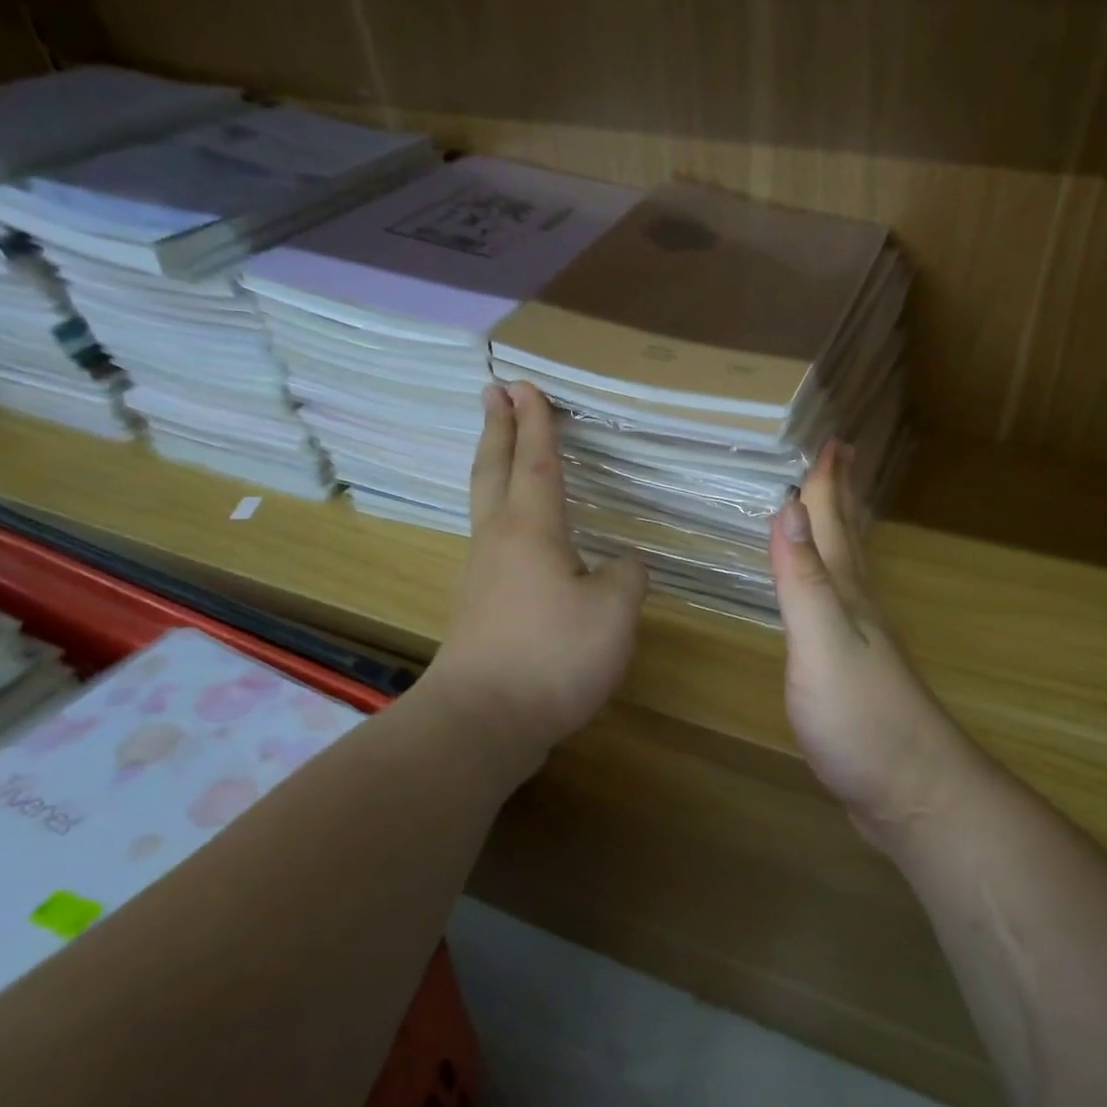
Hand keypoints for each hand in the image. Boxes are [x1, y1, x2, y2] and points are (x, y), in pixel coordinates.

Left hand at [425, 381, 646, 760]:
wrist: (483, 721)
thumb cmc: (552, 654)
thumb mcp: (614, 610)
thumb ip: (627, 575)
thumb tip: (620, 563)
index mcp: (532, 530)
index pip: (537, 463)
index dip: (536, 423)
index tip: (525, 385)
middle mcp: (499, 543)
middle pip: (493, 472)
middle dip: (496, 429)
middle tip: (491, 392)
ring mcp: (482, 578)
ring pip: (486, 507)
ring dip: (493, 469)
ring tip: (500, 453)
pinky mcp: (479, 611)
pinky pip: (493, 545)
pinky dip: (501, 519)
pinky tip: (519, 540)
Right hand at [768, 444, 967, 844]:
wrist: (909, 791)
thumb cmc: (860, 717)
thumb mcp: (823, 642)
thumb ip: (803, 579)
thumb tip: (788, 508)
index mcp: (848, 595)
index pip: (833, 525)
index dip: (827, 483)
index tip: (829, 440)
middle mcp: (858, 609)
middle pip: (848, 541)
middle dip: (839, 498)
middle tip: (839, 458)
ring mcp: (860, 644)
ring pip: (846, 573)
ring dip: (838, 536)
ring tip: (830, 513)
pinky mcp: (853, 675)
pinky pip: (838, 608)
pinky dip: (828, 585)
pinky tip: (828, 596)